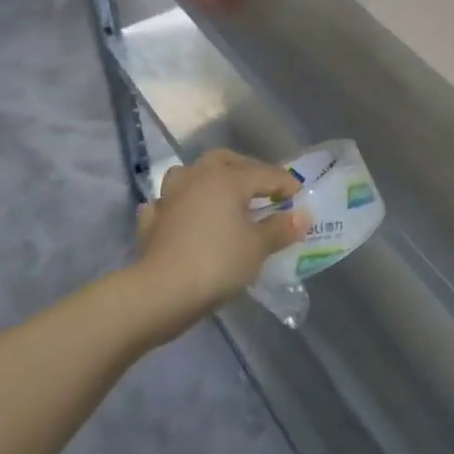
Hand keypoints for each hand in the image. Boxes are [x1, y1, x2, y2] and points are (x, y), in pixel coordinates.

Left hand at [133, 151, 307, 335]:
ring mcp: (170, 196)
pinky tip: (181, 216)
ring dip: (206, 180)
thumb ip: (280, 229)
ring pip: (189, 174)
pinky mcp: (151, 220)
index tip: (299, 195)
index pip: (265, 174)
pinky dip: (177, 206)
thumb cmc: (216, 263)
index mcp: (227, 178)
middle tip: (261, 187)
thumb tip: (302, 215)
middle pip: (225, 160)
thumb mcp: (257, 248)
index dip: (285, 183)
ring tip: (219, 195)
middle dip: (245, 169)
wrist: (159, 293)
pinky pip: (166, 204)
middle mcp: (198, 177)